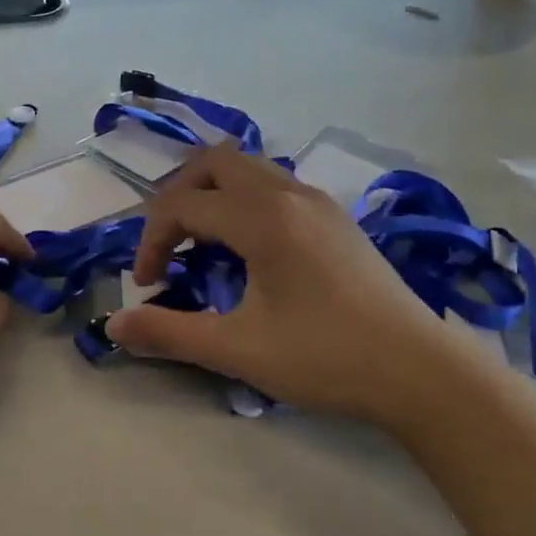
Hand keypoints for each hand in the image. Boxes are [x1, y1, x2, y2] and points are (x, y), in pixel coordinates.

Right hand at [107, 146, 490, 433]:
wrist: (421, 372)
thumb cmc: (325, 358)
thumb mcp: (237, 350)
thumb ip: (168, 333)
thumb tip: (113, 326)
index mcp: (263, 218)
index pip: (183, 205)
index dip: (151, 242)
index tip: (147, 287)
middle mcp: (290, 195)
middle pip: (215, 163)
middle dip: (178, 198)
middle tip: (168, 247)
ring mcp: (319, 204)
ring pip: (249, 170)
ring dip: (213, 197)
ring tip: (203, 247)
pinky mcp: (337, 221)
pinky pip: (275, 188)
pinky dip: (244, 204)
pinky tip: (249, 253)